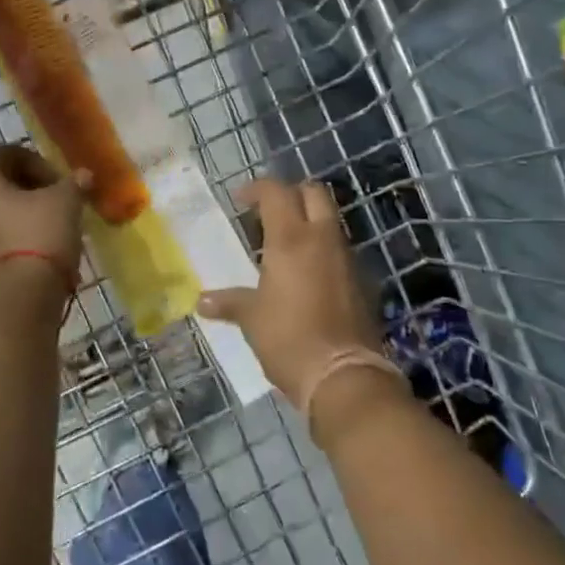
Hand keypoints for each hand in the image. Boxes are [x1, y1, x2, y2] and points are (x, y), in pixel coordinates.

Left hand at [0, 143, 84, 287]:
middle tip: (61, 197)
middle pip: (1, 182)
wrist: (22, 295)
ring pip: (2, 210)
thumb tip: (83, 176)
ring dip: (29, 211)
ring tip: (58, 222)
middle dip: (33, 186)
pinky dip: (23, 232)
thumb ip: (74, 183)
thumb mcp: (66, 200)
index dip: (33, 158)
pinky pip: (2, 234)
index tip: (57, 177)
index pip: (3, 153)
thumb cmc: (41, 234)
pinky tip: (48, 244)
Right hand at [198, 179, 383, 402]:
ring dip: (309, 221)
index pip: (276, 192)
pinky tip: (307, 274)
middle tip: (270, 212)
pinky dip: (323, 249)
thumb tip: (202, 301)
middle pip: (313, 193)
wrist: (344, 375)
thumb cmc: (288, 338)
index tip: (240, 200)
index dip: (257, 189)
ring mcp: (346, 258)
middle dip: (291, 194)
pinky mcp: (362, 280)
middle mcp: (322, 239)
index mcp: (291, 239)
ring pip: (330, 220)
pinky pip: (340, 250)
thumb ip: (229, 303)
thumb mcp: (252, 319)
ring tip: (285, 244)